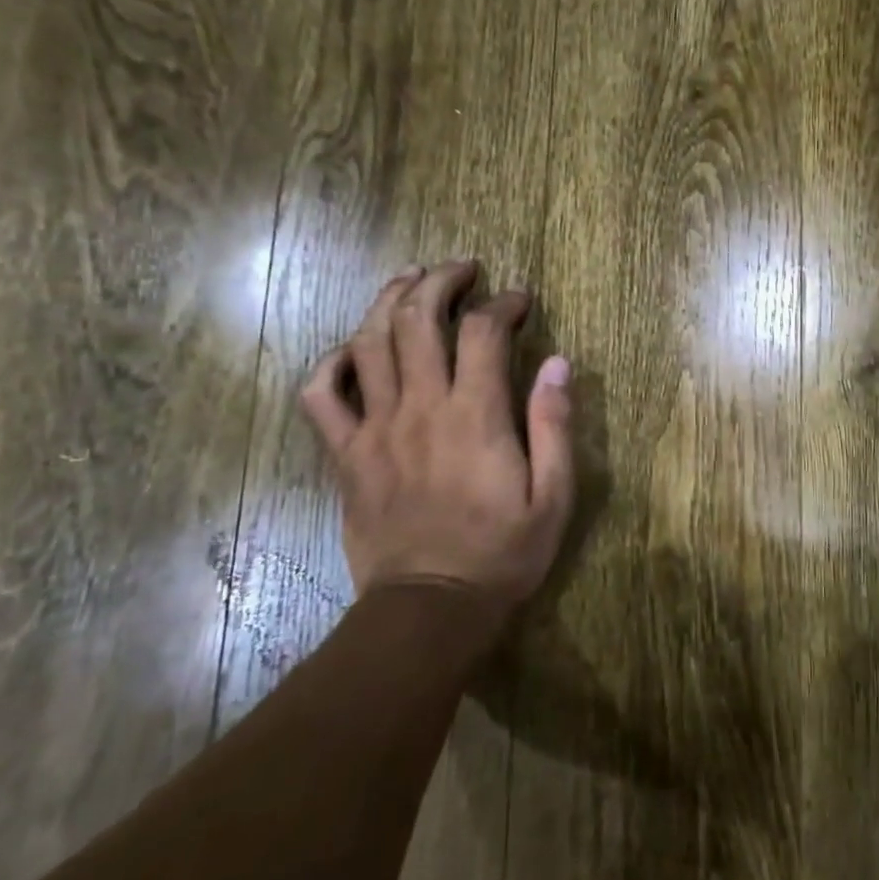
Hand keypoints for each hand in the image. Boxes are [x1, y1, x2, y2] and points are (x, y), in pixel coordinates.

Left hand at [300, 260, 575, 617]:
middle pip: (417, 318)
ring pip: (368, 342)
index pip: (483, 331)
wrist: (429, 610)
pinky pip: (320, 396)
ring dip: (387, 300)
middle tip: (462, 269)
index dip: (503, 302)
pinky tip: (350, 350)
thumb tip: (558, 363)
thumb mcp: (553, 496)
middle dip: (440, 280)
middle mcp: (421, 407)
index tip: (519, 298)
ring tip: (410, 280)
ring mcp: (375, 428)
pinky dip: (330, 363)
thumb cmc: (501, 553)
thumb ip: (554, 425)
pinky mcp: (346, 455)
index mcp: (475, 415)